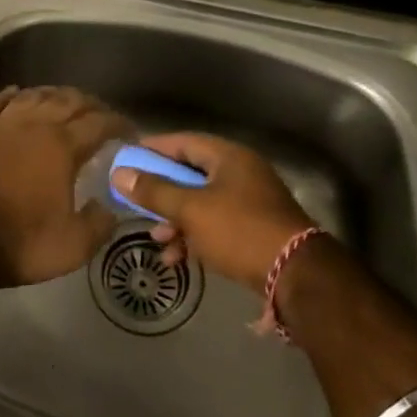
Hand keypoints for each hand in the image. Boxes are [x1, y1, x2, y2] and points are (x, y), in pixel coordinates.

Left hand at [0, 86, 130, 288]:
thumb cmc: (16, 242)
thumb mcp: (71, 247)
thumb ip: (98, 225)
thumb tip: (110, 209)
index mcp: (62, 147)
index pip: (100, 123)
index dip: (119, 123)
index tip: (130, 131)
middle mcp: (34, 124)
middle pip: (69, 101)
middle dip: (90, 104)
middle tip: (101, 114)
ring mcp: (0, 123)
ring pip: (33, 95)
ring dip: (54, 95)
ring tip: (65, 101)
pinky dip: (10, 94)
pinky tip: (16, 93)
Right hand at [111, 132, 315, 293]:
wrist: (296, 274)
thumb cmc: (240, 231)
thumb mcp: (191, 210)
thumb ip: (154, 191)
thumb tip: (120, 174)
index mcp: (229, 157)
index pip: (184, 142)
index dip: (154, 149)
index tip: (127, 159)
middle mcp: (241, 173)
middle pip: (191, 174)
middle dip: (162, 192)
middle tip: (136, 203)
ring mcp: (250, 202)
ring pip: (201, 203)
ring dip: (176, 220)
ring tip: (157, 240)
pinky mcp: (253, 229)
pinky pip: (215, 225)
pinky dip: (194, 237)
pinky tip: (177, 259)